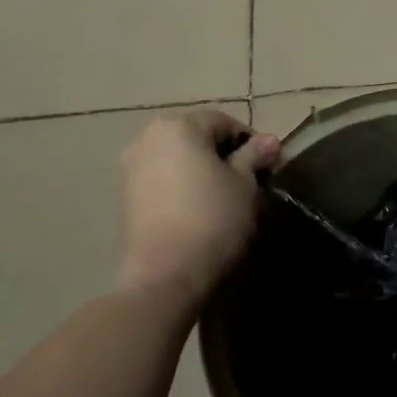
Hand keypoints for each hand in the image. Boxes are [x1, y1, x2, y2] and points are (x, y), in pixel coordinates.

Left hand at [118, 110, 281, 307]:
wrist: (165, 274)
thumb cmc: (212, 217)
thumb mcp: (244, 183)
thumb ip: (254, 155)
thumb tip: (270, 141)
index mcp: (178, 125)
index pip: (223, 122)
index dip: (250, 142)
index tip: (266, 166)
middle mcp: (148, 137)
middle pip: (197, 135)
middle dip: (224, 153)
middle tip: (249, 180)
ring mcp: (132, 166)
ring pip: (178, 156)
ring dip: (202, 168)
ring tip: (225, 196)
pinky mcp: (126, 195)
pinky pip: (163, 177)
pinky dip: (183, 184)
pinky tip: (199, 208)